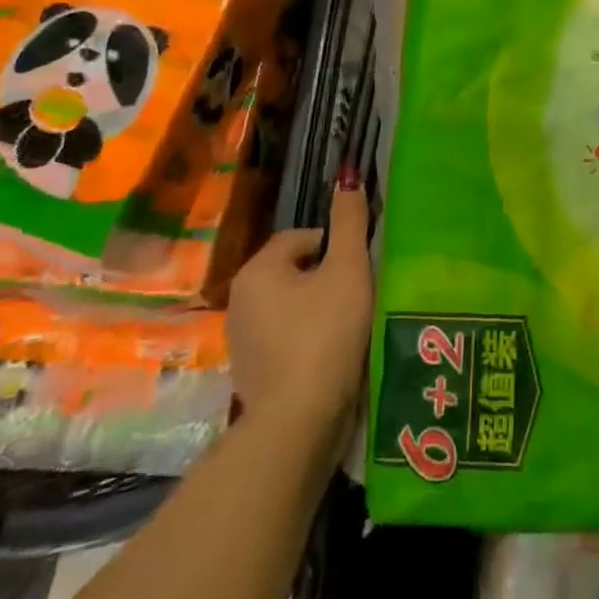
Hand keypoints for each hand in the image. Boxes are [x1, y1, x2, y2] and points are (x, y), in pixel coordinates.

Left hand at [229, 173, 373, 434]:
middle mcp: (239, 299)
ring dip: (317, 310)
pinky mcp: (250, 374)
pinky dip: (306, 341)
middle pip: (295, 272)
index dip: (336, 248)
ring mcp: (240, 340)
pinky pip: (284, 339)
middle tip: (357, 298)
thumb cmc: (327, 333)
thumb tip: (348, 176)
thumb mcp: (348, 268)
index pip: (302, 238)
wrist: (299, 421)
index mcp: (258, 269)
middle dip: (326, 279)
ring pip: (290, 307)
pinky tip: (330, 356)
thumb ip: (349, 221)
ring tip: (348, 327)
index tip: (359, 271)